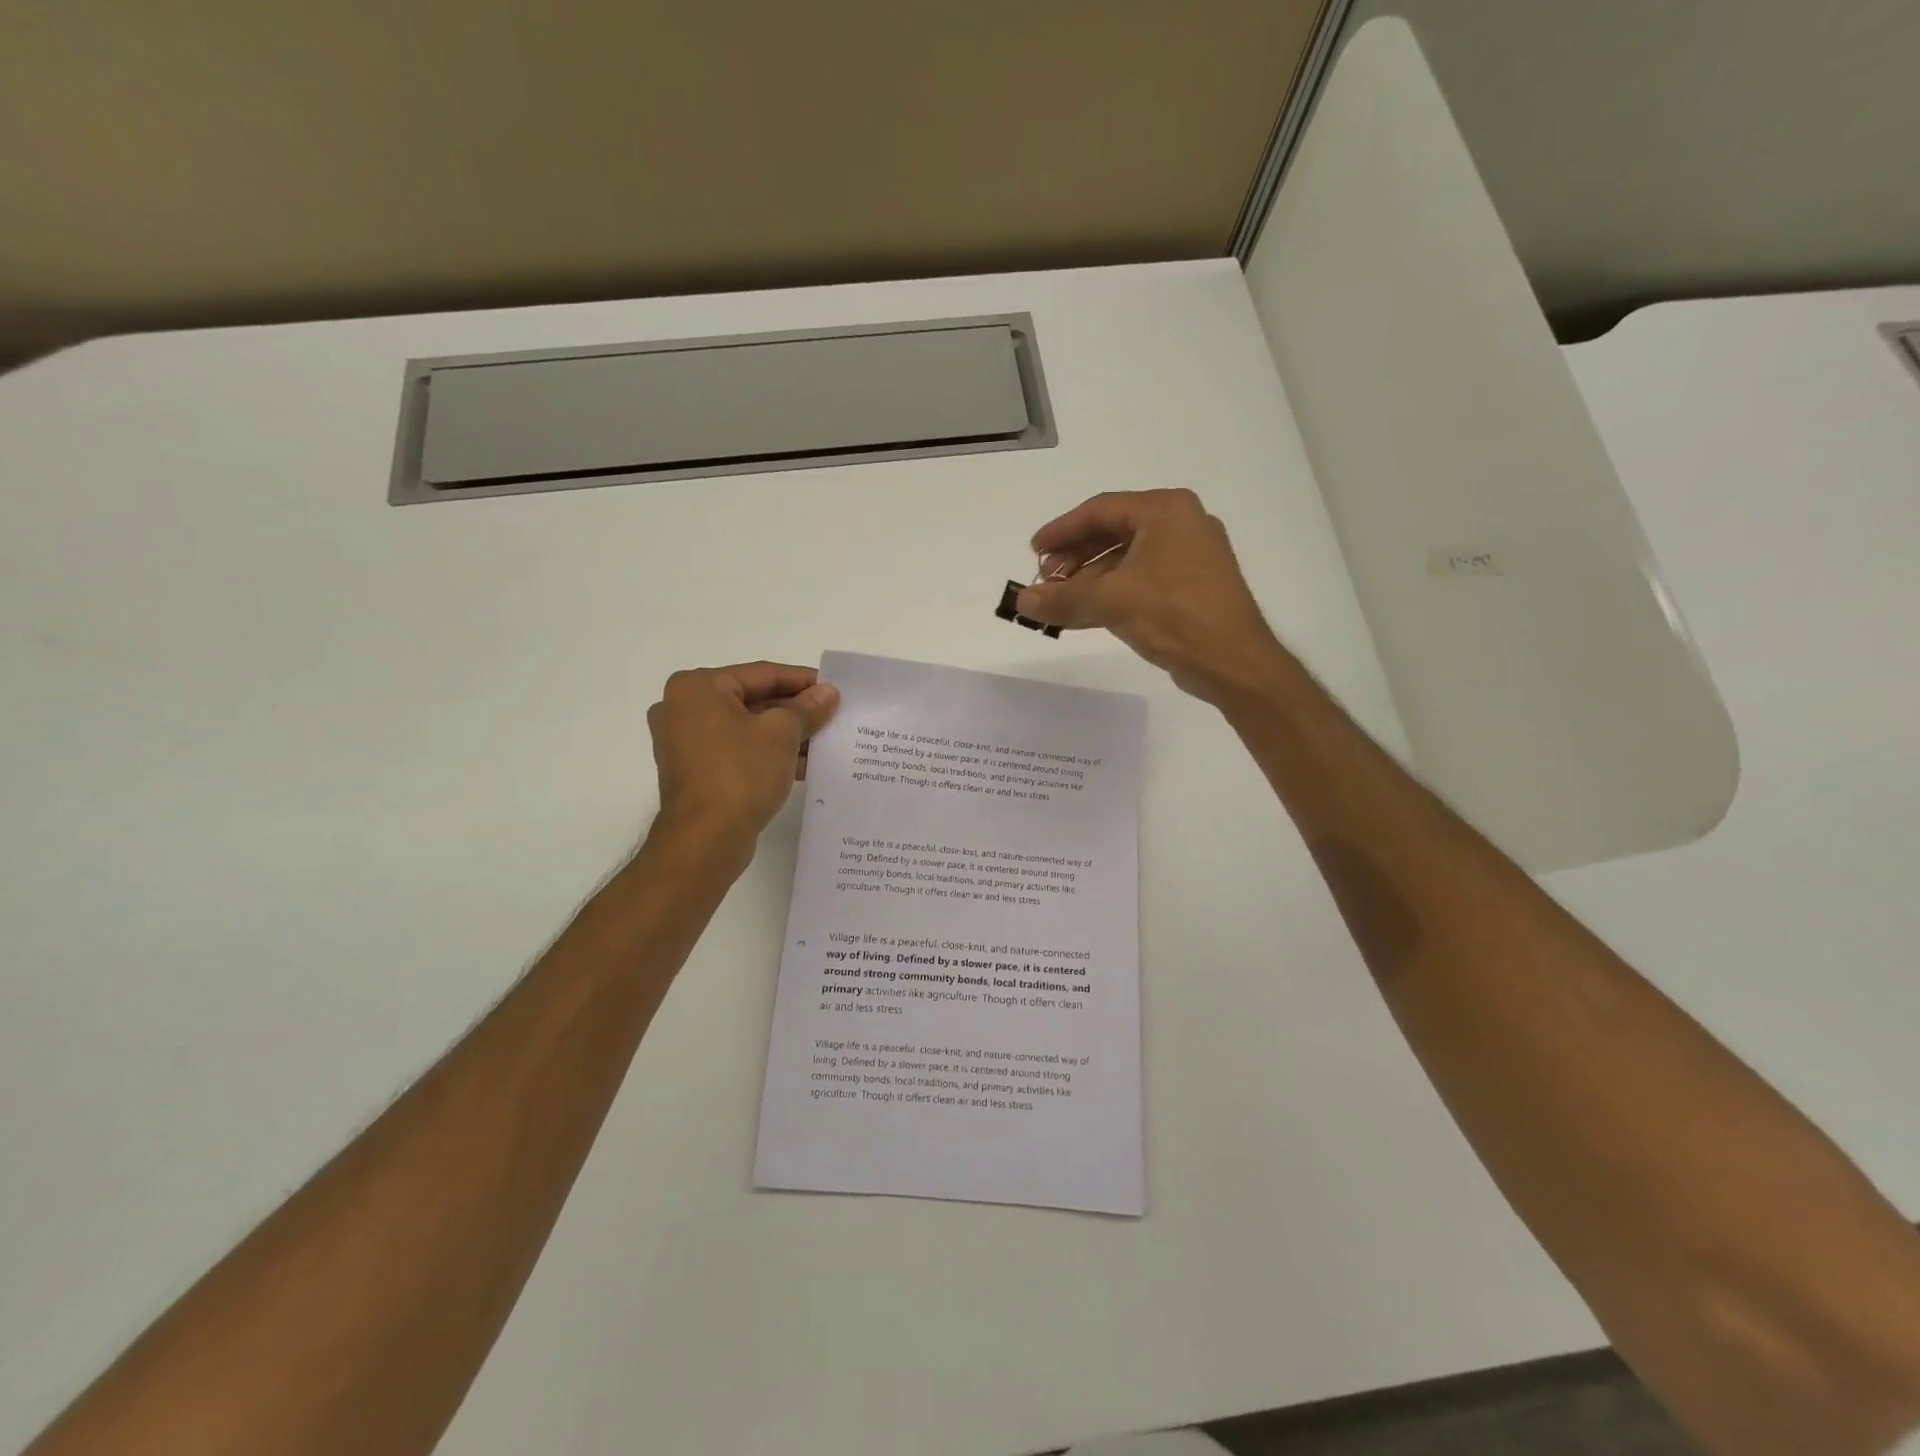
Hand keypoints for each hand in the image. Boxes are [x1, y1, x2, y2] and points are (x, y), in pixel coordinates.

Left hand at [646, 662, 839, 847]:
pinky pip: (737, 752)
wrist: (706, 839)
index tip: (833, 688)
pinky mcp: (695, 772)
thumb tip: (828, 693)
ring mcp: (685, 743)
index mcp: (697, 688)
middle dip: (794, 711)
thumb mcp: (782, 733)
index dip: (801, 680)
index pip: (761, 674)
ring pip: (746, 729)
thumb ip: (807, 708)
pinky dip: (767, 754)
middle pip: (752, 700)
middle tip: (832, 715)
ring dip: (785, 735)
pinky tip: (803, 764)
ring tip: (824, 741)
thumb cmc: (740, 773)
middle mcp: (683, 709)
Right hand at [1016, 489, 1290, 702]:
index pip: (1100, 510)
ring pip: (1126, 560)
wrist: (1232, 661)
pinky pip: (1141, 580)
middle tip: (1045, 580)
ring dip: (1089, 580)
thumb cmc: (1173, 614)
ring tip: (1060, 601)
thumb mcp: (1110, 601)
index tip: (1033, 552)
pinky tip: (1085, 613)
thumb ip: (1062, 598)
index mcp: (1166, 510)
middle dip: (1074, 558)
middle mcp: (1181, 524)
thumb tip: (1021, 600)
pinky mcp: (1191, 587)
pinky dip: (1112, 593)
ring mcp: (1190, 557)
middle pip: (1113, 533)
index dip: (1061, 531)